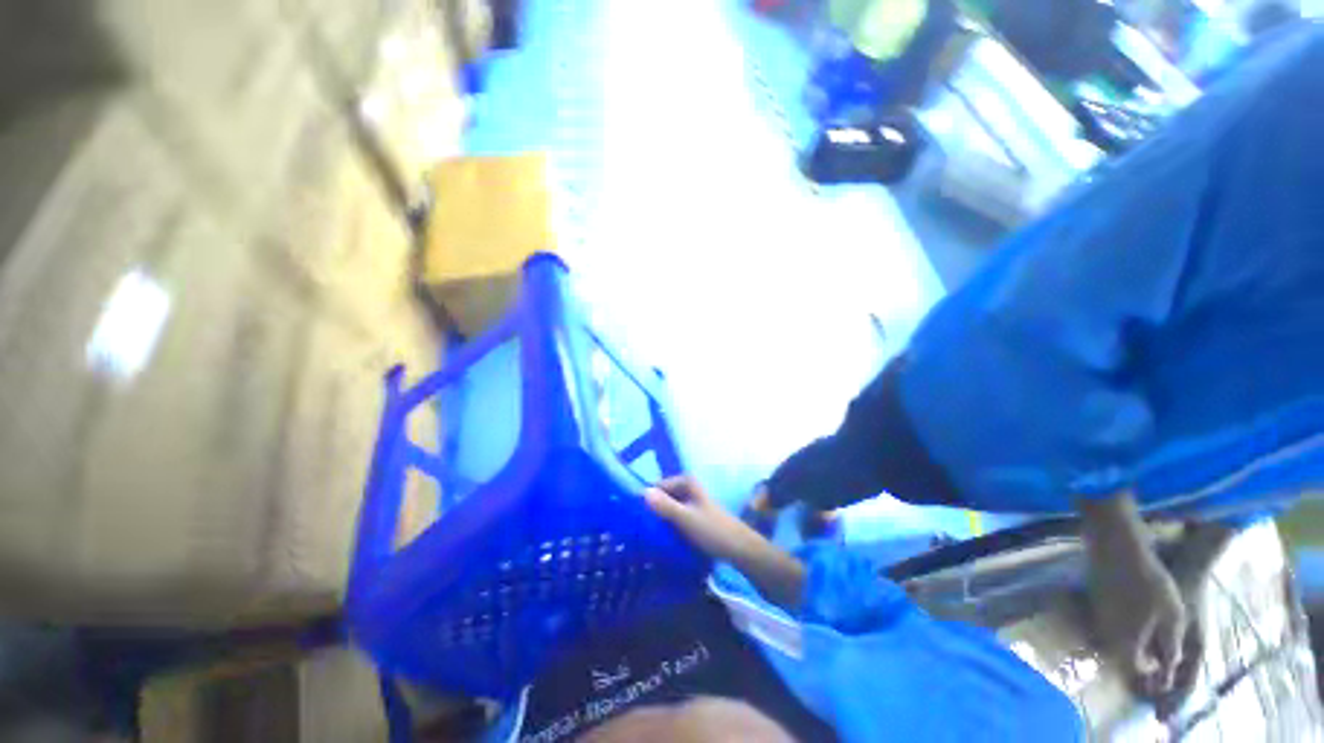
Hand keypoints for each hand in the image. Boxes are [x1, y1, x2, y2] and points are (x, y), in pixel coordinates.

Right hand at [645, 476, 760, 561]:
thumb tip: (642, 492)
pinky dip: (668, 524)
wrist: (739, 549)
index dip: (646, 500)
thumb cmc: (713, 530)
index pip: (657, 486)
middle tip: (637, 529)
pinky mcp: (694, 516)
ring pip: (668, 508)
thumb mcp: (686, 518)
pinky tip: (660, 538)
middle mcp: (688, 487)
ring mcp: (691, 501)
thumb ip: (665, 506)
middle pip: (662, 496)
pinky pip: (675, 517)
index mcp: (686, 481)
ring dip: (659, 519)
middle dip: (652, 510)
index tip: (633, 517)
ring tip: (645, 535)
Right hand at [1088, 550, 1189, 696]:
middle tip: (1159, 647)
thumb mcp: (1173, 617)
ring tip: (1150, 627)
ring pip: (1114, 637)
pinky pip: (1109, 621)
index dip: (1152, 671)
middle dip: (1140, 654)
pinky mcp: (1093, 601)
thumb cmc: (1151, 585)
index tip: (1166, 663)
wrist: (1117, 550)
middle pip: (1122, 654)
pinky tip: (1135, 608)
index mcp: (1125, 643)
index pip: (1136, 669)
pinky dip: (1122, 622)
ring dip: (1131, 638)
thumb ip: (1171, 646)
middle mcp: (1106, 634)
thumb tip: (1168, 667)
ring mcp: (1097, 616)